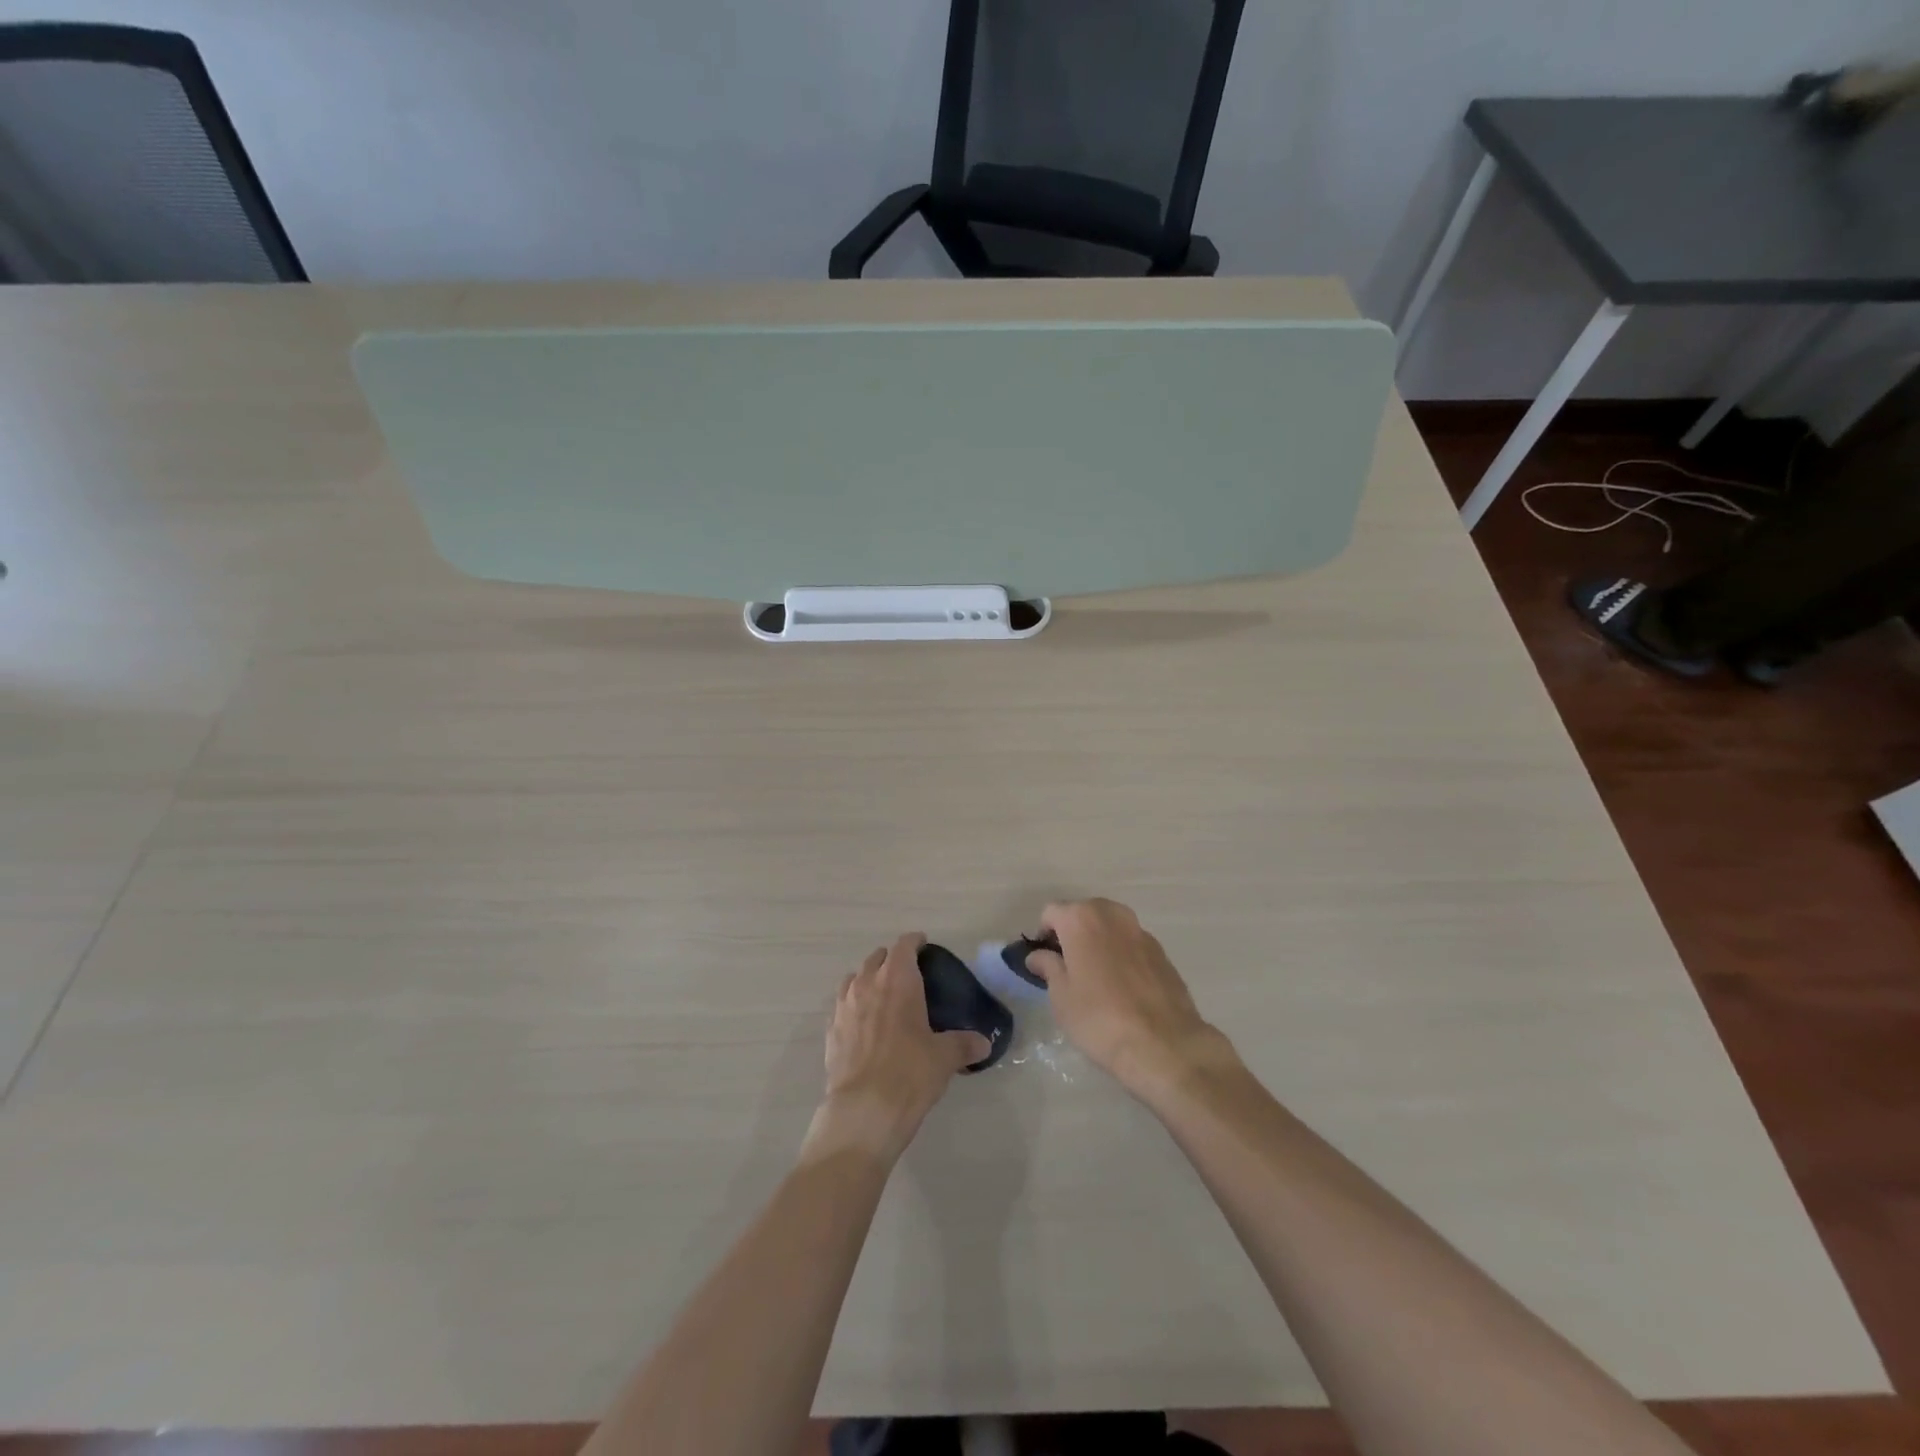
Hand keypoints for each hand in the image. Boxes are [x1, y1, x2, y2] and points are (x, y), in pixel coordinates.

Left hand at [807, 933, 989, 1164]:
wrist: (864, 1110)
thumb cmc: (910, 1073)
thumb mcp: (944, 1057)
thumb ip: (964, 1044)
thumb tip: (984, 1043)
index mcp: (898, 980)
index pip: (904, 946)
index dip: (915, 942)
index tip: (924, 945)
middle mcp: (867, 984)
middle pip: (877, 958)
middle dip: (892, 960)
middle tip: (908, 974)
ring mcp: (844, 1006)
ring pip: (855, 978)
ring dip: (869, 979)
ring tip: (883, 995)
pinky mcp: (830, 1030)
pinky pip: (842, 1005)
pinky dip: (853, 1005)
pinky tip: (863, 1023)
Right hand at [1025, 899, 1235, 1099]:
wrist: (1163, 1044)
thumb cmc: (1099, 1018)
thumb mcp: (1061, 996)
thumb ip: (1048, 967)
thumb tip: (1038, 955)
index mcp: (1081, 919)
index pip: (1051, 912)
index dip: (1043, 935)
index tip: (1044, 961)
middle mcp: (1111, 914)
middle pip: (1083, 913)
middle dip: (1072, 933)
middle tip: (1068, 968)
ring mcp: (1140, 931)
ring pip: (1109, 926)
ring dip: (1098, 941)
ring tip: (1096, 977)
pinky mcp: (1162, 951)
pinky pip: (1131, 943)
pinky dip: (1121, 954)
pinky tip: (1123, 987)